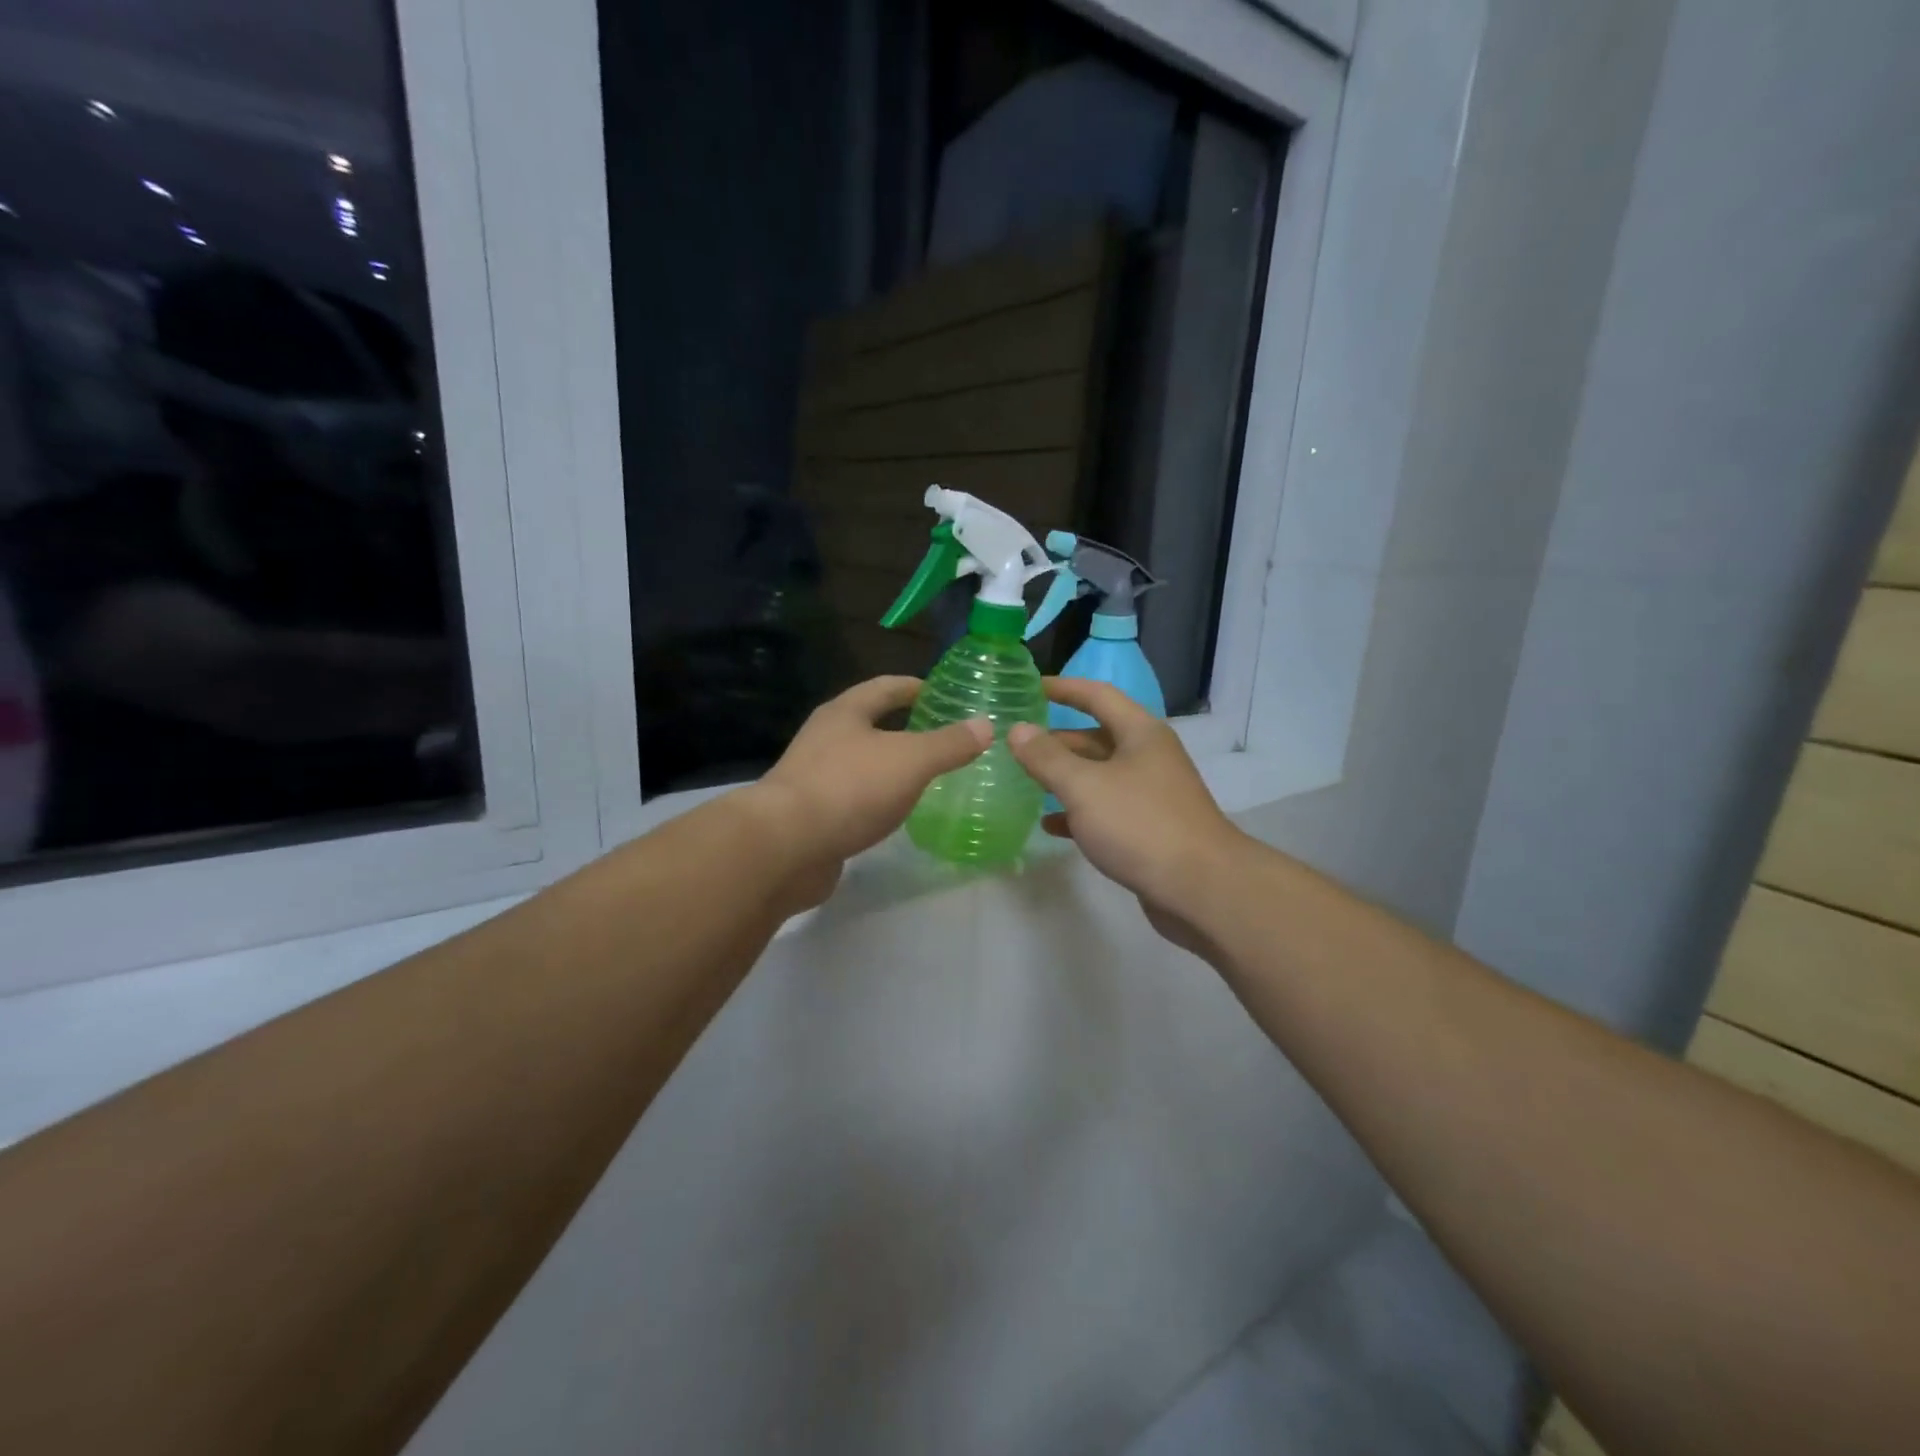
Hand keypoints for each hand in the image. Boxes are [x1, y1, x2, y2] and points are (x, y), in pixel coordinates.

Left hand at [747, 677, 990, 905]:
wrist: (785, 847)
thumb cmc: (849, 788)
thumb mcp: (911, 760)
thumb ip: (949, 744)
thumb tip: (985, 725)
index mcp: (844, 713)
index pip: (884, 687)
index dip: (914, 686)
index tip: (941, 692)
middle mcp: (824, 738)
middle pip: (869, 724)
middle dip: (903, 728)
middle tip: (941, 737)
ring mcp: (812, 777)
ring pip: (860, 763)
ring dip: (889, 766)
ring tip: (925, 776)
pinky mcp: (810, 815)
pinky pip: (852, 798)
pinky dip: (876, 800)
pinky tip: (895, 814)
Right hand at [1007, 680, 1246, 954]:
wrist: (1200, 888)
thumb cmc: (1140, 824)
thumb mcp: (1084, 787)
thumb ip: (1047, 757)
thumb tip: (1017, 729)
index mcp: (1140, 733)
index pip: (1097, 695)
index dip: (1063, 688)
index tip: (1029, 687)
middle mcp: (1147, 756)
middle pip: (1095, 737)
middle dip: (1056, 740)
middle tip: (1015, 744)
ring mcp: (1150, 794)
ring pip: (1098, 776)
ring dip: (1063, 778)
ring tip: (1023, 782)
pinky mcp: (1148, 828)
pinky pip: (1105, 810)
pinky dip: (1077, 813)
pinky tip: (1049, 825)